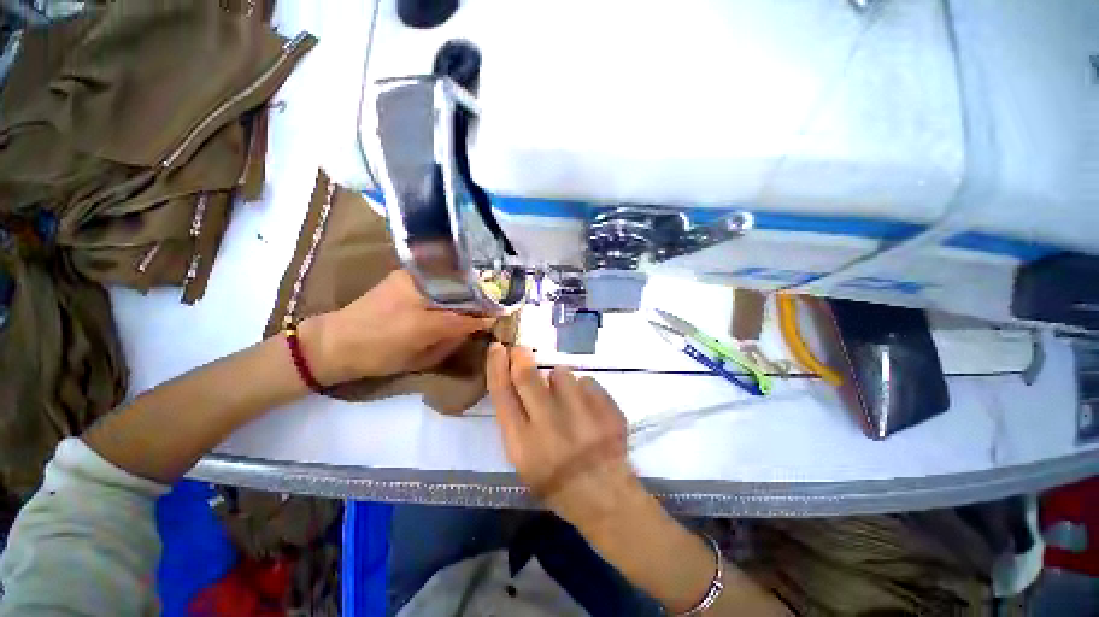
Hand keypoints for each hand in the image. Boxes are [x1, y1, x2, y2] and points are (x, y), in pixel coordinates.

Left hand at [302, 270, 493, 383]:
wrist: (336, 340)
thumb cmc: (379, 356)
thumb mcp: (421, 358)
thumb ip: (452, 341)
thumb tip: (476, 327)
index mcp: (424, 323)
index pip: (468, 316)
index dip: (488, 315)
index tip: (503, 315)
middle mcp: (420, 295)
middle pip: (464, 290)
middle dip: (484, 295)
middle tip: (498, 300)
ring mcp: (411, 278)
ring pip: (453, 277)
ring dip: (471, 284)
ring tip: (485, 291)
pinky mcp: (403, 273)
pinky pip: (438, 273)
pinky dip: (453, 278)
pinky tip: (460, 285)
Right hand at [487, 343, 645, 530]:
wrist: (604, 496)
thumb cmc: (557, 483)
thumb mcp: (524, 461)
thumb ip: (517, 421)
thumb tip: (517, 380)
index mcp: (523, 443)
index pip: (502, 393)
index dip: (496, 367)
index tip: (497, 348)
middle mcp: (549, 425)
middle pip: (528, 376)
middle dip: (521, 358)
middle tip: (521, 351)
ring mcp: (581, 414)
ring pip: (561, 374)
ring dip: (559, 379)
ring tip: (567, 399)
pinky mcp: (606, 408)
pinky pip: (587, 382)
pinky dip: (584, 389)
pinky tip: (588, 408)